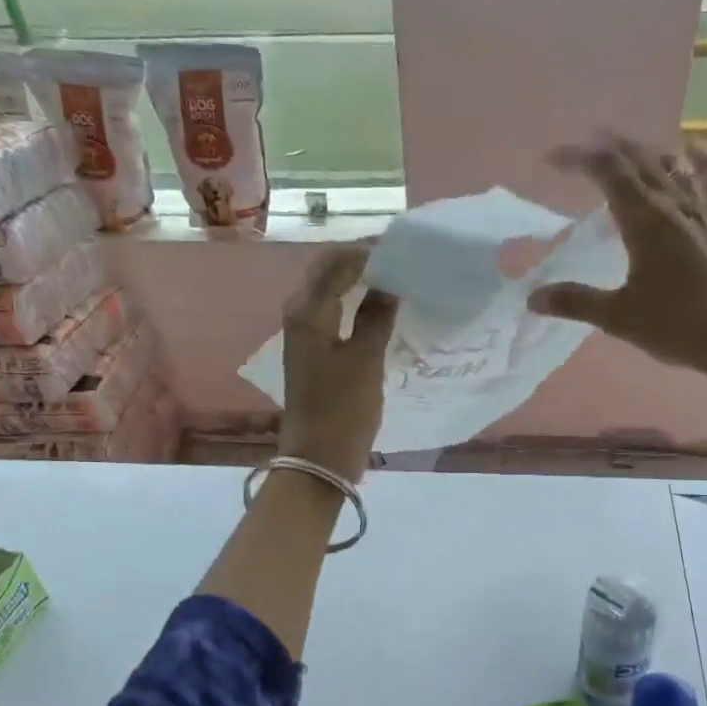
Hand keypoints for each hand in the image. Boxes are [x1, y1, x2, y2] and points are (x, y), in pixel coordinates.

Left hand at [278, 245, 397, 481]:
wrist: (318, 459)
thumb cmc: (341, 410)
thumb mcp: (365, 360)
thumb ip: (377, 315)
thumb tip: (391, 281)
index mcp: (308, 310)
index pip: (338, 261)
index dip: (370, 249)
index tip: (406, 246)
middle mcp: (300, 313)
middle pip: (331, 270)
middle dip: (365, 259)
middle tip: (406, 259)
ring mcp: (305, 332)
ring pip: (333, 289)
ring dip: (362, 279)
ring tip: (400, 277)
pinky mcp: (315, 350)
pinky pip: (336, 311)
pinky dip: (358, 302)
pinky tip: (384, 307)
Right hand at [527, 135, 706, 395]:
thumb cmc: (678, 326)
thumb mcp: (619, 317)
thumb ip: (576, 302)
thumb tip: (532, 297)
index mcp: (646, 222)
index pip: (608, 173)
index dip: (579, 159)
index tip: (551, 160)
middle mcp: (676, 206)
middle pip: (640, 162)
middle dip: (610, 146)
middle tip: (585, 141)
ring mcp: (706, 213)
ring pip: (674, 167)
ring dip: (646, 152)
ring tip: (627, 147)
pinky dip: (703, 163)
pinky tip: (696, 151)